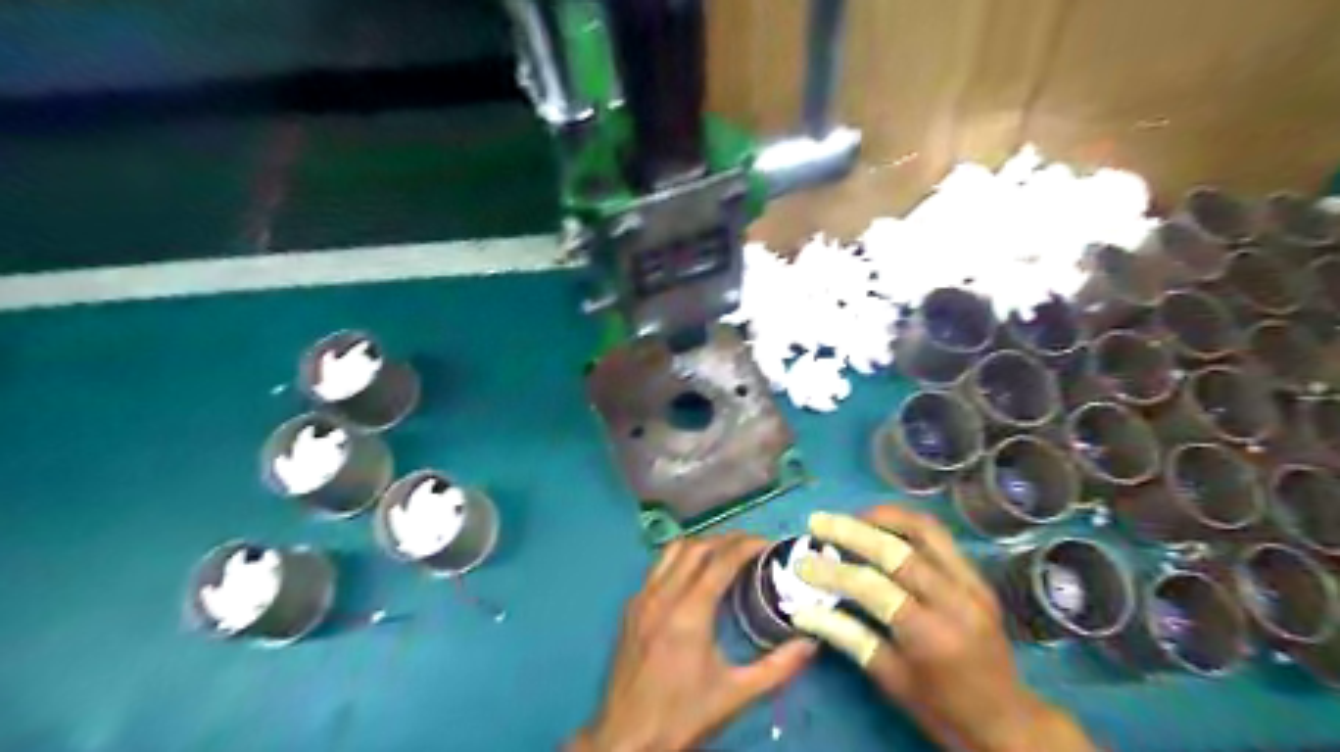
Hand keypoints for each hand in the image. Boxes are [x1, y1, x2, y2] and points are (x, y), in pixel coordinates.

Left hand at [568, 530, 816, 751]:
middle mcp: (662, 596)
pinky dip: (680, 559)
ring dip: (702, 544)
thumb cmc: (683, 715)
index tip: (769, 543)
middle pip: (696, 547)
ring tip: (726, 552)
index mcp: (688, 613)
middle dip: (727, 539)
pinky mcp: (630, 608)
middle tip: (753, 544)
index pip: (721, 561)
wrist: (627, 738)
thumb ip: (778, 667)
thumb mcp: (736, 695)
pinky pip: (657, 568)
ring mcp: (641, 599)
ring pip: (672, 551)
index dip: (747, 545)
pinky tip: (695, 576)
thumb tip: (810, 643)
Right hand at [788, 507, 1092, 751]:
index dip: (831, 571)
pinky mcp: (978, 577)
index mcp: (930, 634)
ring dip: (883, 516)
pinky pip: (939, 538)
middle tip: (818, 521)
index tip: (801, 563)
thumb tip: (802, 612)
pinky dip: (905, 525)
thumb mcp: (890, 679)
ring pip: (925, 529)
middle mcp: (955, 600)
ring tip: (851, 518)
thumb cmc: (942, 709)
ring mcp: (972, 584)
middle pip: (897, 548)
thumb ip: (848, 637)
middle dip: (850, 529)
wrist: (1008, 721)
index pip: (872, 587)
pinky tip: (882, 529)